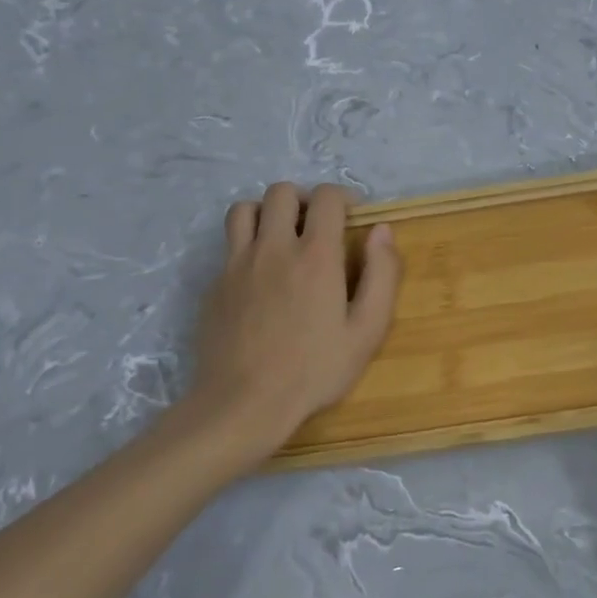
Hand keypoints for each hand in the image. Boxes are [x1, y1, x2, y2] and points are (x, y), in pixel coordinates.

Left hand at [172, 183, 402, 475]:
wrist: (243, 404)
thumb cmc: (315, 370)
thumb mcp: (367, 330)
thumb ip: (382, 275)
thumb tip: (382, 231)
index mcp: (315, 256)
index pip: (326, 197)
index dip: (344, 198)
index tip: (353, 217)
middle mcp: (273, 248)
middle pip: (281, 192)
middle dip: (304, 199)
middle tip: (317, 226)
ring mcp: (237, 264)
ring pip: (245, 209)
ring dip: (267, 213)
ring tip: (282, 238)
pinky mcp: (214, 284)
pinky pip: (229, 245)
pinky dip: (247, 245)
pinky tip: (260, 276)